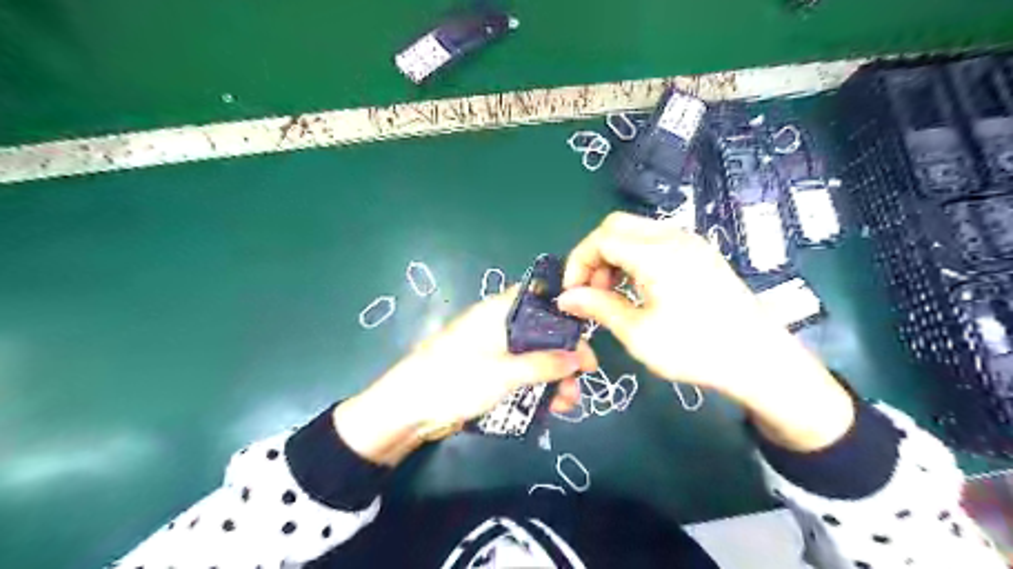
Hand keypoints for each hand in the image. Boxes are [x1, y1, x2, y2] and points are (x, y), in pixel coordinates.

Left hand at [333, 286, 599, 463]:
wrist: (409, 409)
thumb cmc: (456, 379)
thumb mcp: (505, 372)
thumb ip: (544, 365)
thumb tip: (580, 358)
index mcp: (499, 312)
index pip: (539, 299)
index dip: (564, 313)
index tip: (585, 335)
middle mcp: (498, 325)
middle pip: (541, 331)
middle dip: (564, 353)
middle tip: (585, 375)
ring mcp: (493, 350)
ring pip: (533, 355)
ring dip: (554, 375)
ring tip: (571, 400)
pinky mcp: (489, 372)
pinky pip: (521, 373)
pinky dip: (537, 386)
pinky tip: (553, 405)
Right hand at [552, 211, 852, 450]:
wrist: (759, 359)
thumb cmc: (696, 349)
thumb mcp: (638, 333)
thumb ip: (598, 307)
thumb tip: (565, 298)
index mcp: (657, 253)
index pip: (601, 238)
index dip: (578, 263)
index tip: (572, 293)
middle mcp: (673, 236)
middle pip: (616, 226)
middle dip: (594, 255)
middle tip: (592, 291)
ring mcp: (690, 242)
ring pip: (634, 231)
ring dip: (613, 255)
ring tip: (612, 293)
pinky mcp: (699, 252)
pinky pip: (654, 241)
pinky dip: (634, 257)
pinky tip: (637, 288)